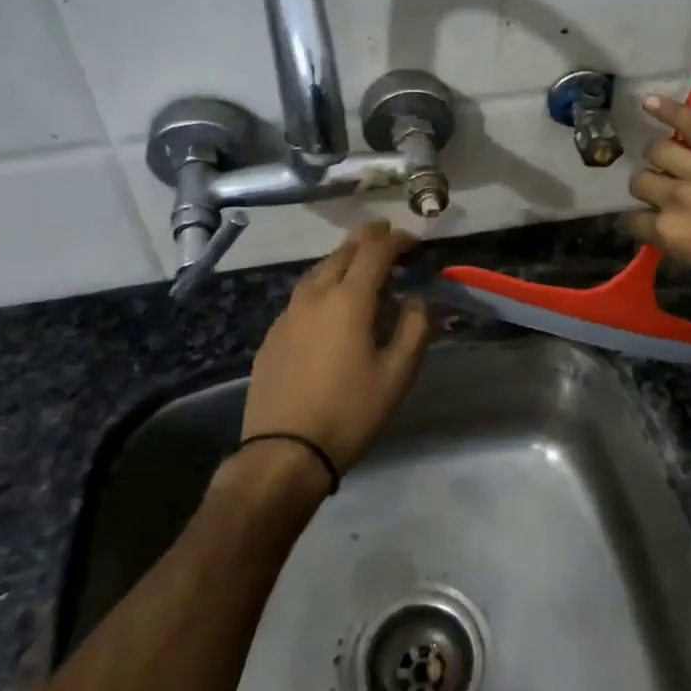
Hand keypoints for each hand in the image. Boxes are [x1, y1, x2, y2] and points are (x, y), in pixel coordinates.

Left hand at [240, 222, 431, 477]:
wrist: (284, 452)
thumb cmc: (350, 412)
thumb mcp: (397, 374)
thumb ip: (414, 329)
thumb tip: (418, 300)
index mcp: (349, 300)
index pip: (375, 252)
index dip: (397, 240)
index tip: (414, 242)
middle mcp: (315, 296)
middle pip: (342, 252)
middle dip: (368, 239)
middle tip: (388, 238)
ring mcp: (288, 314)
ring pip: (317, 270)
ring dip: (342, 259)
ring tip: (360, 264)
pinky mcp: (273, 335)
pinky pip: (302, 295)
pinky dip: (322, 285)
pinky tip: (328, 304)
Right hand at [624, 96, 690, 322]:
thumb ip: (684, 243)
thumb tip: (673, 229)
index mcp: (672, 234)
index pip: (634, 221)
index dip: (641, 222)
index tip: (651, 223)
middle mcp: (678, 198)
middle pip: (642, 182)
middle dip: (648, 187)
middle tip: (663, 190)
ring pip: (660, 150)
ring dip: (659, 157)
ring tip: (669, 157)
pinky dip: (670, 110)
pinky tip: (650, 102)